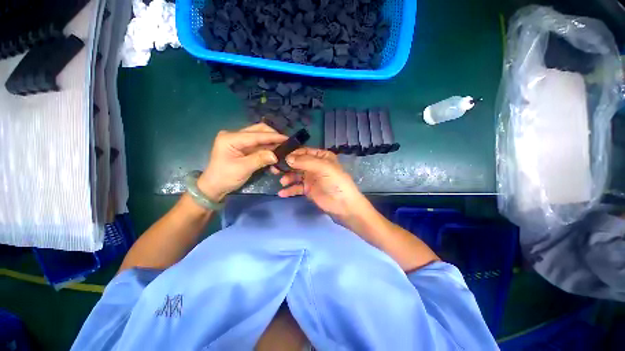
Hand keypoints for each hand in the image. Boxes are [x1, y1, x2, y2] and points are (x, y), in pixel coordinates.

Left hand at [198, 123, 287, 201]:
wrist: (214, 187)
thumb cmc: (225, 178)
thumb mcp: (242, 169)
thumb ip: (259, 159)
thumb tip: (276, 155)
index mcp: (230, 138)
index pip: (256, 135)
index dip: (272, 136)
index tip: (287, 139)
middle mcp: (235, 135)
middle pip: (258, 130)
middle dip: (273, 136)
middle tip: (286, 143)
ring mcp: (239, 140)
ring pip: (260, 137)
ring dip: (271, 142)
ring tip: (283, 148)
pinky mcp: (243, 147)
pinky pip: (258, 145)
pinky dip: (267, 148)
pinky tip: (275, 153)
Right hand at [275, 147, 368, 218]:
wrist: (343, 205)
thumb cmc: (335, 182)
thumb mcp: (323, 168)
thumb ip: (305, 162)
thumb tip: (287, 158)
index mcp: (321, 156)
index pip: (303, 151)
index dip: (292, 153)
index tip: (278, 156)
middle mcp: (315, 165)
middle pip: (297, 163)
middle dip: (286, 166)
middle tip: (274, 169)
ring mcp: (311, 178)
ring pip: (295, 175)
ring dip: (287, 178)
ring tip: (281, 182)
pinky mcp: (308, 190)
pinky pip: (296, 187)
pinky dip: (289, 190)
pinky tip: (282, 193)